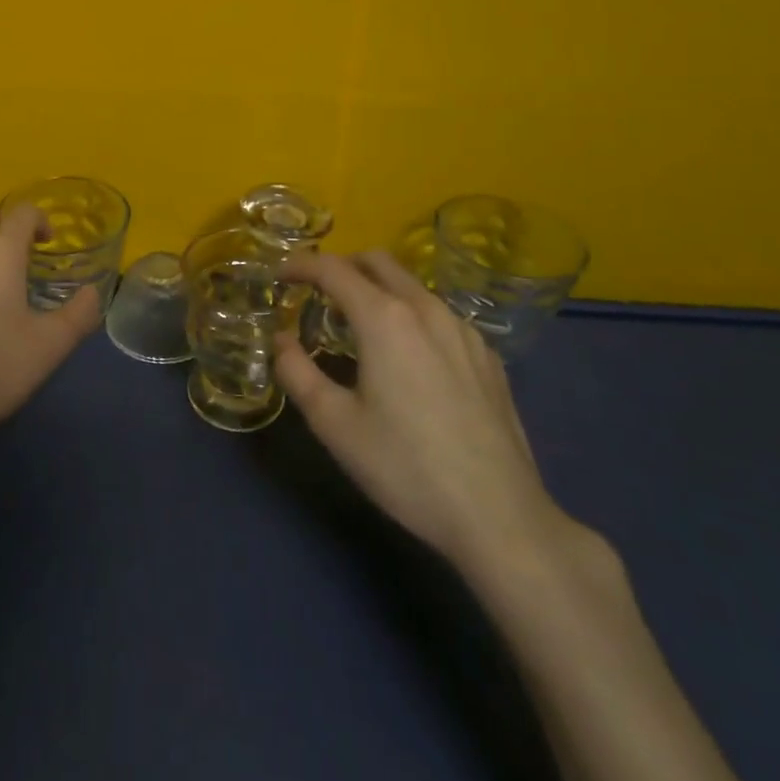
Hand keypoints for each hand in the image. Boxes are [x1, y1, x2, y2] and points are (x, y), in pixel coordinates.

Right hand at [275, 251, 570, 576]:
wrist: (500, 517)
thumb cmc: (405, 467)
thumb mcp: (334, 425)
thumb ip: (297, 372)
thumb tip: (281, 340)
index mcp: (384, 318)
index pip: (333, 269)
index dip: (300, 265)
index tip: (279, 275)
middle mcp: (426, 309)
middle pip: (377, 262)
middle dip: (341, 266)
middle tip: (316, 293)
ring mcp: (464, 330)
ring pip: (412, 286)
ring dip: (378, 289)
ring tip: (359, 326)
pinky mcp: (488, 356)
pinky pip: (439, 315)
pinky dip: (411, 315)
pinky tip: (408, 357)